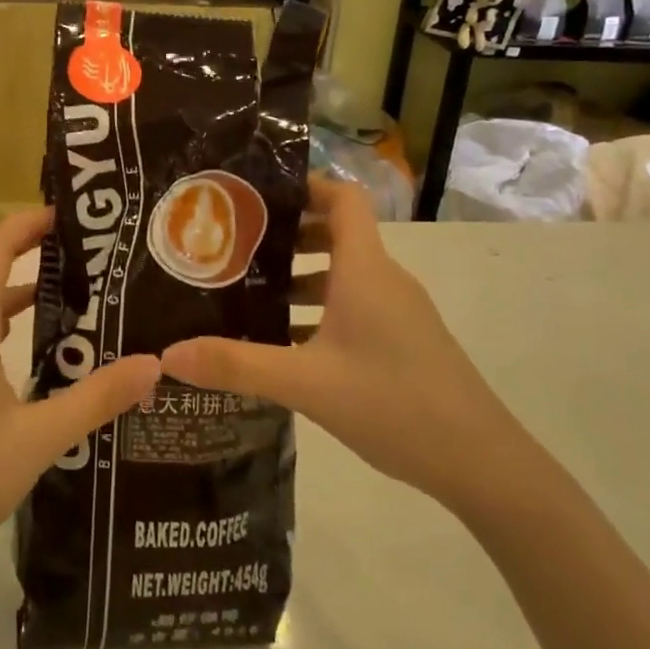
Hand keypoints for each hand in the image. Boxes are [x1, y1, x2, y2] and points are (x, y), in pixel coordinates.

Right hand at [161, 177, 528, 512]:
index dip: (305, 185)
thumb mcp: (304, 383)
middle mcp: (385, 279)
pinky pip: (357, 306)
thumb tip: (168, 353)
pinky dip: (322, 310)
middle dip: (289, 234)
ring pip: (345, 274)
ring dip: (302, 277)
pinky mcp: (405, 341)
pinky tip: (287, 344)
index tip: (257, 195)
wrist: (481, 463)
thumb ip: (235, 365)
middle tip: (237, 246)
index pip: (342, 198)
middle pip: (338, 233)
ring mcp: (400, 312)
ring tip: (251, 294)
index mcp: (365, 270)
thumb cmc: (393, 403)